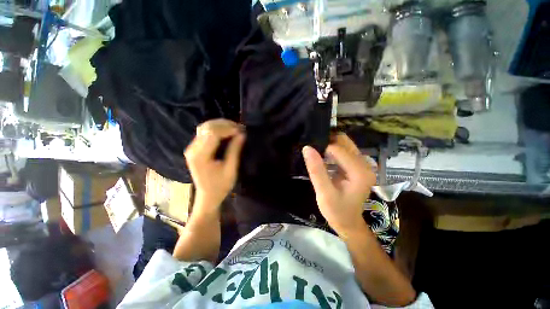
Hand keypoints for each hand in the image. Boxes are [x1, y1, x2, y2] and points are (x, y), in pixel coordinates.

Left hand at [185, 119, 245, 214]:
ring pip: (204, 127)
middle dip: (225, 125)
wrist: (208, 196)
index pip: (212, 134)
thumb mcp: (231, 169)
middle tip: (240, 128)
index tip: (242, 130)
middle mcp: (192, 149)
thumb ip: (235, 150)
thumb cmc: (221, 186)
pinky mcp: (194, 148)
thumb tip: (242, 134)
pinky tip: (226, 131)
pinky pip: (204, 132)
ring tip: (235, 128)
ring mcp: (191, 148)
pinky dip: (216, 129)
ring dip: (220, 125)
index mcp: (200, 156)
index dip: (228, 129)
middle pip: (207, 127)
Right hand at [302, 133, 376, 235]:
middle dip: (328, 141)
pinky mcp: (357, 166)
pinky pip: (344, 150)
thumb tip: (307, 148)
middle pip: (345, 142)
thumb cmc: (336, 211)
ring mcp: (363, 164)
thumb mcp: (324, 193)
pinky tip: (323, 155)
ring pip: (345, 144)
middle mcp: (365, 165)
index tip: (309, 151)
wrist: (348, 222)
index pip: (338, 150)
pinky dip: (333, 150)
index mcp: (360, 172)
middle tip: (313, 147)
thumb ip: (316, 170)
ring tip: (316, 150)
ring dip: (330, 144)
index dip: (322, 148)